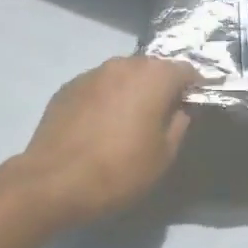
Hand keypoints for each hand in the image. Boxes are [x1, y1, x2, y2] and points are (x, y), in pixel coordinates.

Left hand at [19, 57, 197, 225]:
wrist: (53, 182)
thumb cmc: (119, 170)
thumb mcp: (164, 155)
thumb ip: (178, 124)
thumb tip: (178, 109)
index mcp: (153, 77)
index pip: (186, 70)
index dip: (194, 86)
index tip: (195, 104)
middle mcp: (123, 65)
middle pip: (152, 67)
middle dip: (162, 85)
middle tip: (163, 113)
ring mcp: (91, 74)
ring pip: (123, 75)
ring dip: (132, 90)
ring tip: (130, 119)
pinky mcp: (67, 87)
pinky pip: (98, 87)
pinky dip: (106, 98)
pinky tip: (101, 125)